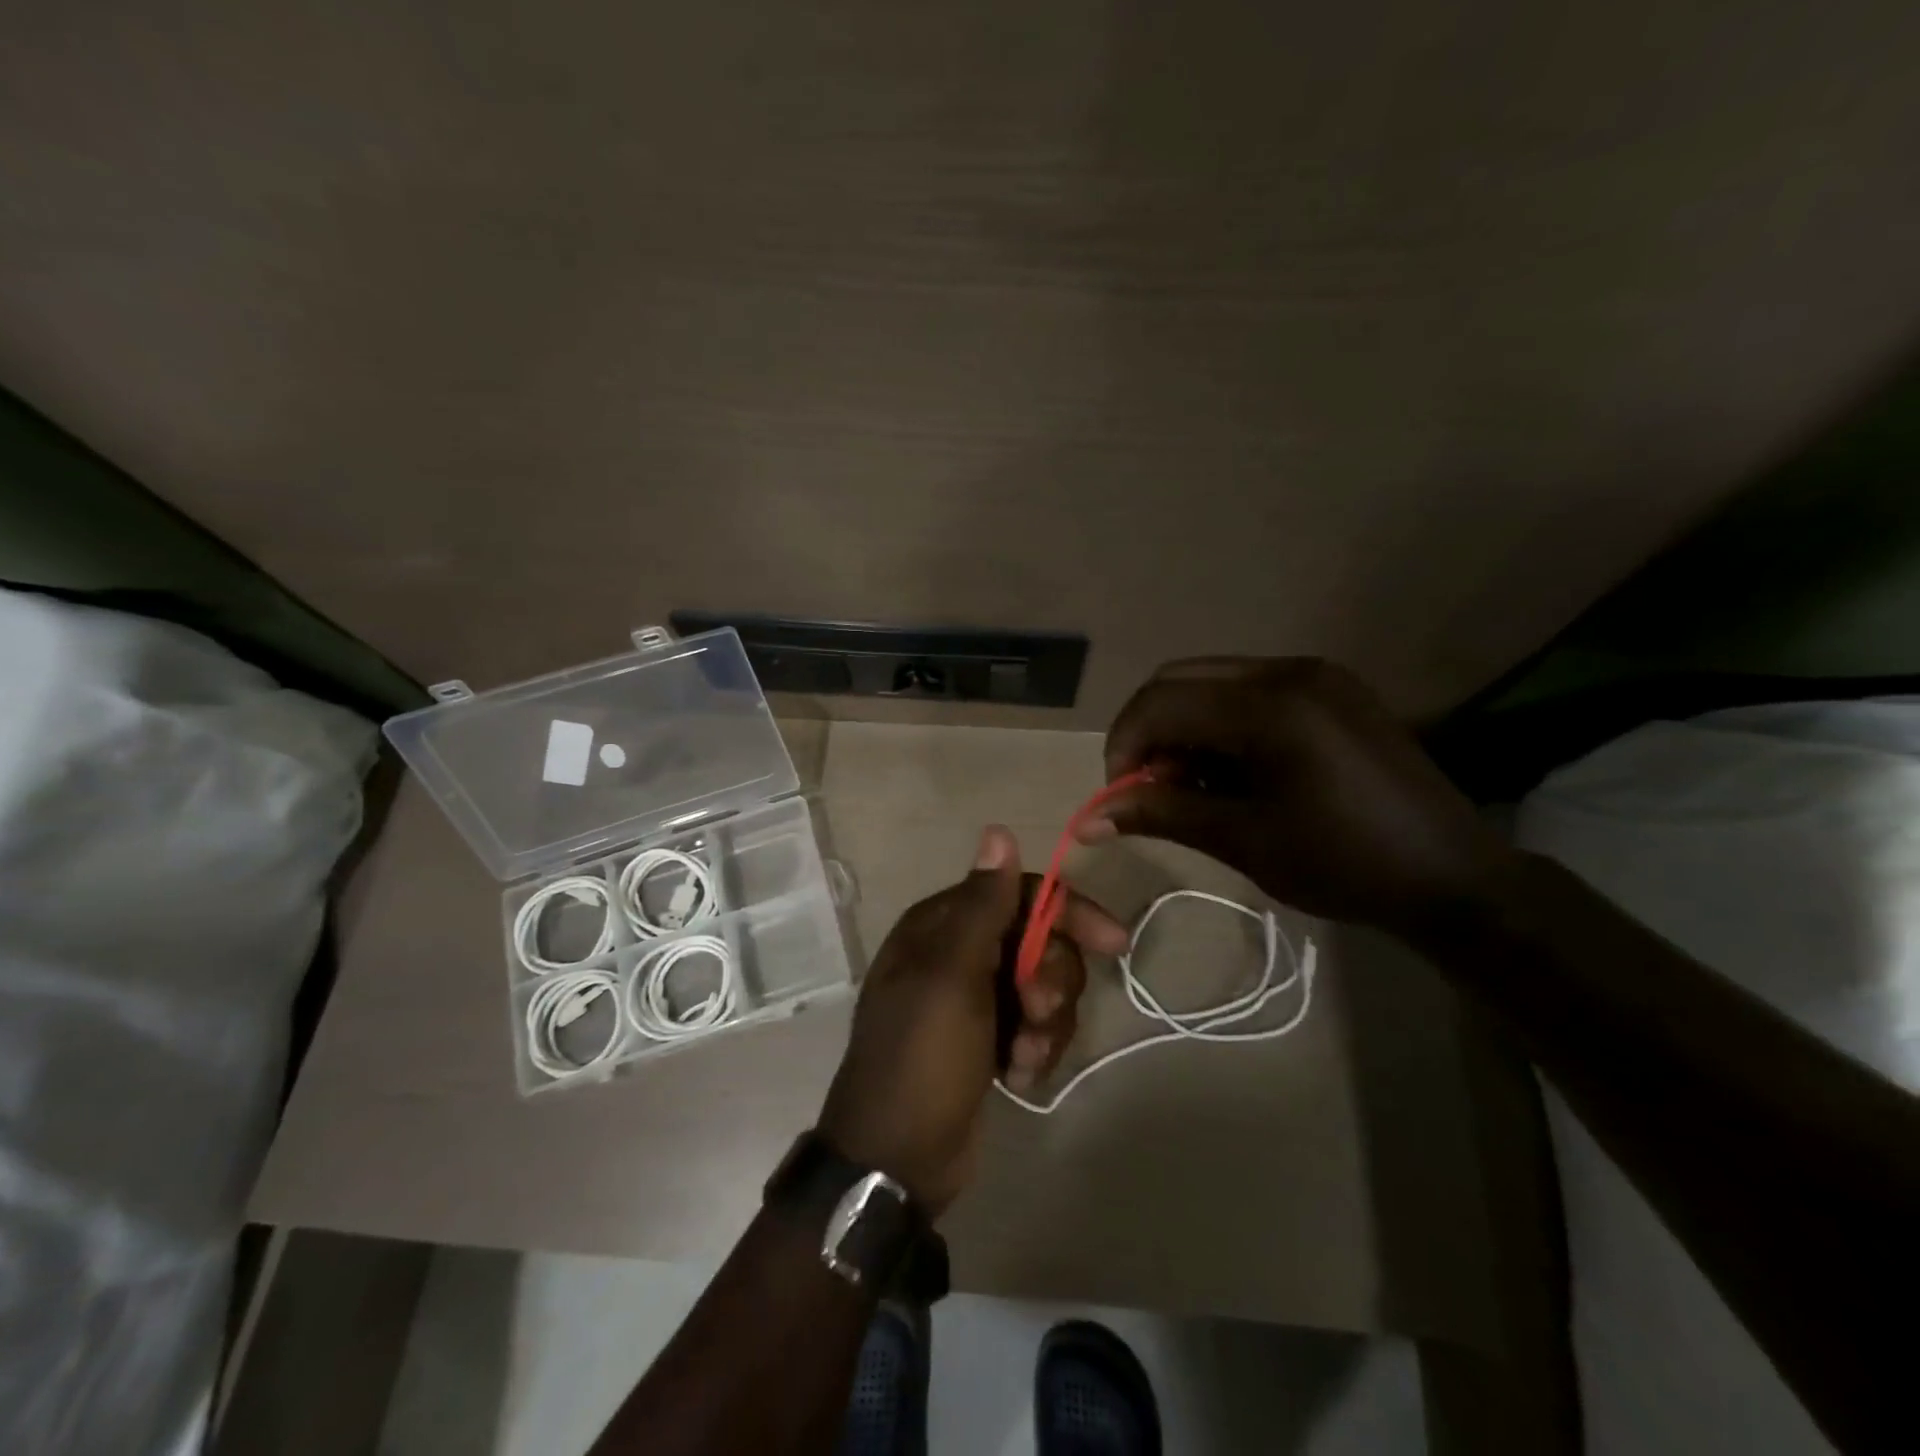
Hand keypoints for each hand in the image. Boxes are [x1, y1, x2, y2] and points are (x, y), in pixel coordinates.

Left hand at [818, 825, 1126, 1215]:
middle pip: (1039, 941)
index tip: (1113, 942)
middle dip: (1051, 979)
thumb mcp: (953, 975)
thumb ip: (984, 905)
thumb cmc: (922, 1055)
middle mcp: (959, 952)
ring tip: (1022, 1056)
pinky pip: (1034, 1027)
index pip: (1020, 894)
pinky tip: (1017, 1076)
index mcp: (943, 925)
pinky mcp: (987, 1038)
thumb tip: (998, 830)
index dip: (1067, 911)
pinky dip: (1034, 1050)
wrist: (896, 1158)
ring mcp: (974, 998)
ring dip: (1046, 1023)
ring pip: (1042, 987)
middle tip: (1036, 1012)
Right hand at [1078, 658, 1517, 938]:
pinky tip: (1231, 772)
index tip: (1120, 796)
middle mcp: (1289, 671)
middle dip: (1149, 732)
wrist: (1453, 878)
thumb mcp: (1243, 841)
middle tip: (1149, 788)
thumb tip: (1087, 819)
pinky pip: (1249, 690)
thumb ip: (1161, 815)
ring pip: (1212, 681)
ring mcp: (1316, 675)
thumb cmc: (1344, 864)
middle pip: (1180, 679)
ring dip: (1183, 728)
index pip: (1161, 702)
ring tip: (1191, 786)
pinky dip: (1220, 725)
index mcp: (1270, 706)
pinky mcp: (1331, 689)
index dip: (1124, 746)